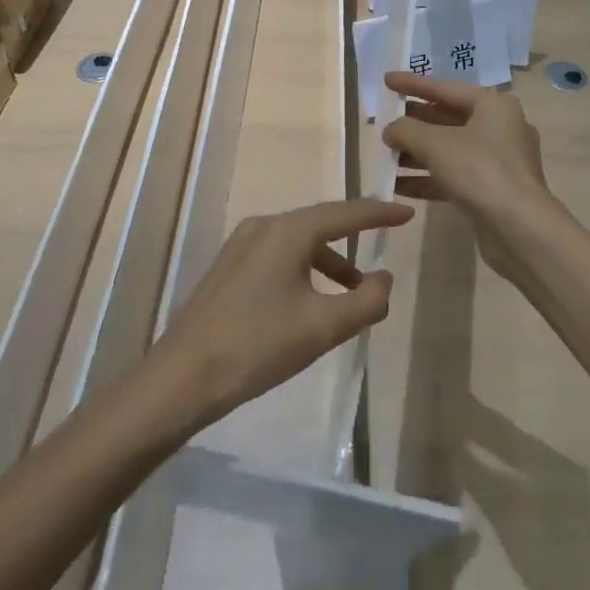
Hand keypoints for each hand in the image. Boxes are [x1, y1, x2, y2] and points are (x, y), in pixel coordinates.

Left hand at [149, 199, 412, 425]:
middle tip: (384, 243)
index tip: (407, 212)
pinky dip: (305, 269)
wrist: (182, 377)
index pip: (346, 213)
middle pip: (321, 223)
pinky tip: (310, 301)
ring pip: (299, 242)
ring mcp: (242, 245)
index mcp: (288, 231)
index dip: (380, 213)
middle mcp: (264, 226)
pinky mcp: (229, 267)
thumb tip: (384, 279)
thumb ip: (366, 300)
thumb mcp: (324, 327)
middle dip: (354, 236)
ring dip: (330, 261)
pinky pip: (279, 255)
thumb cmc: (258, 346)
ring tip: (352, 292)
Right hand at [381, 71, 574, 279]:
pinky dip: (429, 178)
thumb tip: (390, 129)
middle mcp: (500, 128)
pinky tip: (398, 185)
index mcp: (494, 105)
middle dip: (414, 123)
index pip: (445, 88)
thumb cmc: (480, 171)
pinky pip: (455, 176)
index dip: (412, 84)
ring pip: (450, 150)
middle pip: (448, 119)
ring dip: (417, 153)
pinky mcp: (493, 190)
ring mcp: (499, 161)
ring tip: (385, 156)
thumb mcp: (436, 144)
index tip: (386, 80)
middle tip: (383, 122)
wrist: (520, 229)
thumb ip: (407, 130)